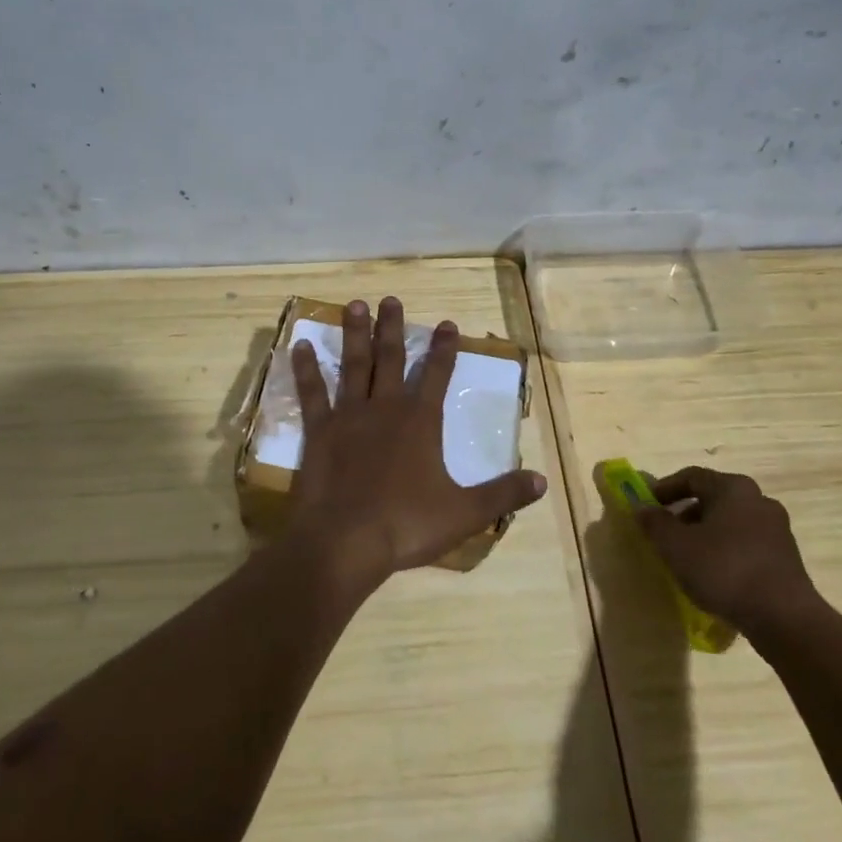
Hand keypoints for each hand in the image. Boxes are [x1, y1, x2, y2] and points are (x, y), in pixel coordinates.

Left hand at [288, 297, 546, 586]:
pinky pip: (312, 392)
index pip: (437, 375)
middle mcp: (385, 408)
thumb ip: (503, 494)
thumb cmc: (407, 525)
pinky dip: (306, 368)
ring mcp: (349, 416)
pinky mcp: (319, 430)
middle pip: (391, 358)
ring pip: (353, 365)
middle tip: (391, 299)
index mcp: (421, 422)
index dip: (444, 349)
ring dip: (355, 334)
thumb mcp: (465, 513)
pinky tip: (299, 345)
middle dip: (393, 328)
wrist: (346, 541)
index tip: (445, 323)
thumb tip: (541, 480)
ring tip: (354, 304)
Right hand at [636, 466, 818, 637]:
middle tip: (665, 533)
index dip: (665, 488)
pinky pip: (746, 544)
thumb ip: (654, 522)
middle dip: (685, 513)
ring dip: (705, 533)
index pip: (691, 476)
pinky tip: (715, 575)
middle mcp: (759, 500)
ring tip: (688, 557)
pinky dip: (726, 550)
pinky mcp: (786, 558)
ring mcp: (777, 530)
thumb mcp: (675, 546)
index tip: (647, 506)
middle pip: (713, 498)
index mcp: (733, 488)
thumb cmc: (724, 570)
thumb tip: (641, 507)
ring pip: (730, 522)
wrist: (784, 618)